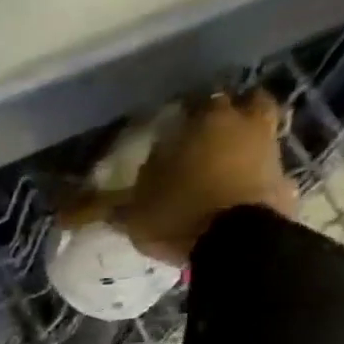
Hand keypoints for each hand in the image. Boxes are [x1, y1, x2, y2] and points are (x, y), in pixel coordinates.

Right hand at [106, 91, 298, 263]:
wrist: (239, 244)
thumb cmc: (178, 214)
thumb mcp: (129, 214)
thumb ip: (96, 208)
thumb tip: (58, 213)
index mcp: (203, 119)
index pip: (191, 100)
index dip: (180, 114)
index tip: (168, 131)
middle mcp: (243, 122)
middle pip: (240, 104)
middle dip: (224, 116)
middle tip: (203, 139)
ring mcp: (270, 149)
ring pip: (261, 131)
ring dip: (245, 142)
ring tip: (222, 166)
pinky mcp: (285, 181)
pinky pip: (268, 170)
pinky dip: (255, 176)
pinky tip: (237, 194)